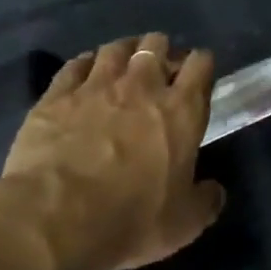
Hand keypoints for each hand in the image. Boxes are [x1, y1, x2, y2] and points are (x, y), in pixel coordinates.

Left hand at [1, 34, 224, 269]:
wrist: (56, 218)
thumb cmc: (130, 220)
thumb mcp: (183, 224)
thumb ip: (205, 201)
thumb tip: (214, 191)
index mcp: (180, 111)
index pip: (199, 65)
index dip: (201, 64)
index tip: (197, 75)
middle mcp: (141, 86)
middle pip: (155, 46)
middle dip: (161, 51)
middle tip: (158, 70)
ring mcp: (96, 85)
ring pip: (115, 48)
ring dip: (124, 52)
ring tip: (123, 65)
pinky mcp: (57, 95)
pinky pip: (75, 64)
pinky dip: (85, 64)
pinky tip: (84, 73)